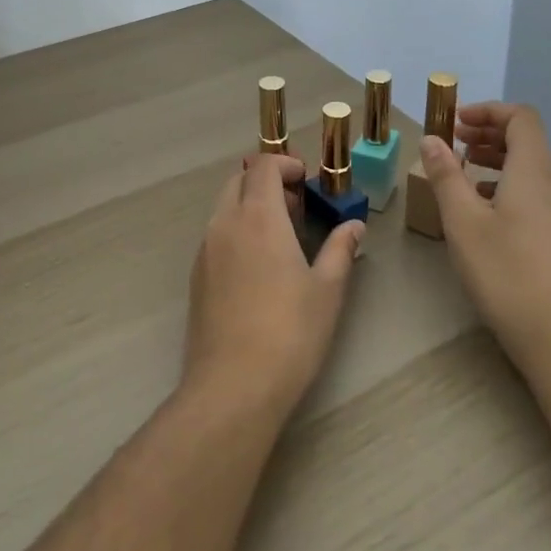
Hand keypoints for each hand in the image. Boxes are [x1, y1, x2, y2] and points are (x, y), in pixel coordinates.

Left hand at [184, 155, 363, 420]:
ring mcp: (205, 250)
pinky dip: (236, 231)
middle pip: (239, 180)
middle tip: (296, 208)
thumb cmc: (290, 333)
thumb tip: (354, 225)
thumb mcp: (327, 290)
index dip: (285, 164)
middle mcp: (225, 223)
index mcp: (258, 217)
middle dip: (266, 182)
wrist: (233, 386)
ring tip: (281, 238)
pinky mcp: (196, 276)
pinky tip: (258, 267)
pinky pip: (216, 235)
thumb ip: (340, 250)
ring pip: (224, 207)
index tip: (306, 180)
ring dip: (250, 206)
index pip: (263, 166)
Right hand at [420, 103, 550, 375]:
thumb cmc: (506, 270)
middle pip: (526, 139)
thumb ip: (446, 175)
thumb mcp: (463, 220)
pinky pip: (532, 190)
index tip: (456, 122)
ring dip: (496, 158)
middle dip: (488, 132)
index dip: (488, 111)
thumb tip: (432, 139)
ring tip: (462, 171)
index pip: (520, 117)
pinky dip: (505, 183)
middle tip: (454, 142)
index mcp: (532, 169)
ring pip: (529, 166)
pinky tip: (481, 207)